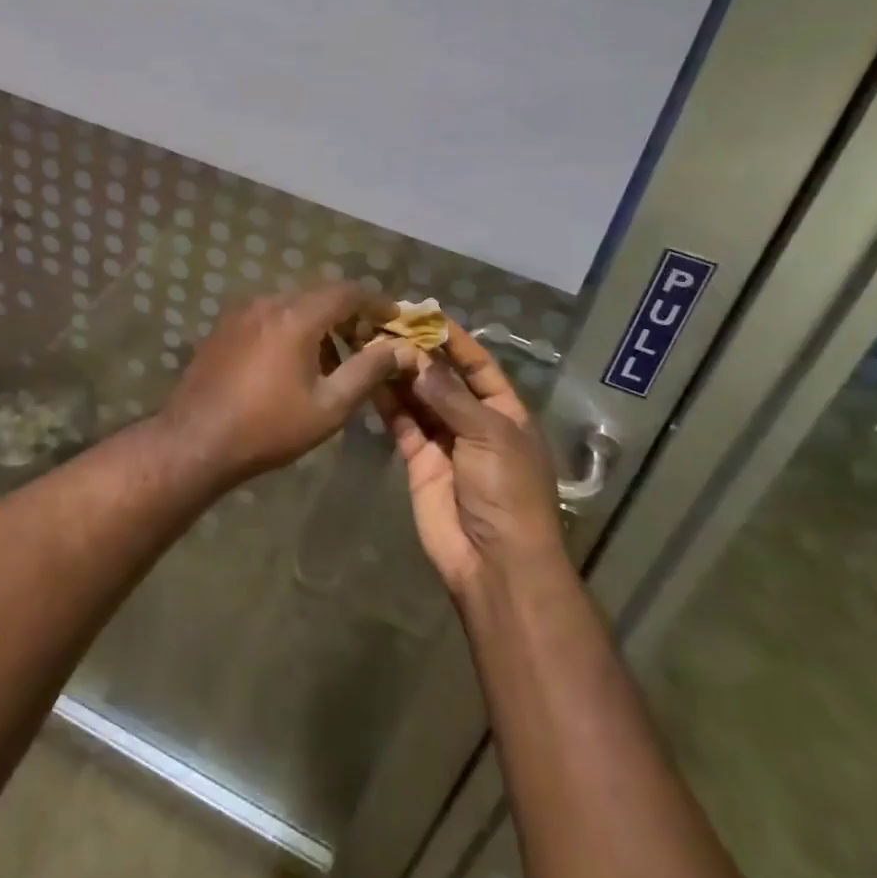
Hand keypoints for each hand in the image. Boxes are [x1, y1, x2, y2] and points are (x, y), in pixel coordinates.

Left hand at [160, 285, 400, 484]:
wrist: (195, 440)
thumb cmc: (269, 427)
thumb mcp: (329, 406)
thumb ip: (368, 371)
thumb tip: (399, 349)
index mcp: (296, 316)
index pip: (347, 292)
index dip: (376, 302)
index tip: (396, 318)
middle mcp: (268, 302)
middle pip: (319, 295)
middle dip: (349, 314)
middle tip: (369, 341)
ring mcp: (241, 312)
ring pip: (293, 306)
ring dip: (319, 324)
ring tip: (334, 362)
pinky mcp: (224, 327)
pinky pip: (269, 316)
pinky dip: (292, 328)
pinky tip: (295, 364)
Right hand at [376, 320, 566, 597]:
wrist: (495, 565)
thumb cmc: (508, 492)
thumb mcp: (489, 436)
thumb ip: (450, 396)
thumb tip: (418, 359)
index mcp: (505, 412)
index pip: (478, 365)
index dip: (453, 339)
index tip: (424, 312)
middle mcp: (474, 421)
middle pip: (443, 378)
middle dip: (418, 353)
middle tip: (385, 325)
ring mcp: (445, 441)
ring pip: (418, 398)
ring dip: (398, 372)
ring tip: (371, 343)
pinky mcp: (419, 460)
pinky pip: (402, 423)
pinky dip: (387, 401)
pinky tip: (368, 376)